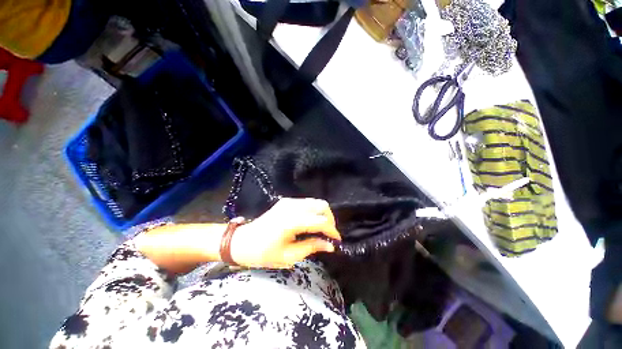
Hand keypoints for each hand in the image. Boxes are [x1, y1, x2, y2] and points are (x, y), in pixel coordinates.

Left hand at [230, 198, 341, 268]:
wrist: (242, 241)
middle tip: (328, 235)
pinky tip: (311, 222)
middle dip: (330, 220)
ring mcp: (289, 201)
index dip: (332, 231)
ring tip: (321, 229)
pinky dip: (314, 211)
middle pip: (322, 206)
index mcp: (291, 221)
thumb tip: (330, 245)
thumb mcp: (288, 256)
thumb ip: (311, 247)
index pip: (320, 221)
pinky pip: (308, 202)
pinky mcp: (287, 201)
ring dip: (323, 214)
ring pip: (316, 202)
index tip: (337, 241)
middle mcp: (292, 206)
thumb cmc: (263, 253)